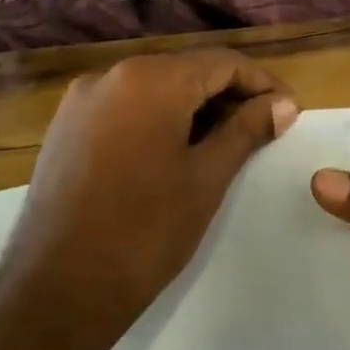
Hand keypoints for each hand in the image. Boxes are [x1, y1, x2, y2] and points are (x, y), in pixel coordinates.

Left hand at [0, 48, 296, 344]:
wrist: (60, 287)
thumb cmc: (146, 232)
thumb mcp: (206, 178)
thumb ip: (246, 131)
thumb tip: (283, 104)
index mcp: (149, 80)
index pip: (221, 62)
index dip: (261, 83)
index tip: (290, 110)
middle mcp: (109, 75)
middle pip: (185, 70)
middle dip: (228, 95)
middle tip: (262, 129)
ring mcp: (80, 101)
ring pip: (153, 89)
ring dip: (193, 108)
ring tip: (225, 143)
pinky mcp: (65, 128)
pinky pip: (123, 108)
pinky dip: (156, 119)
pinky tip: (175, 151)